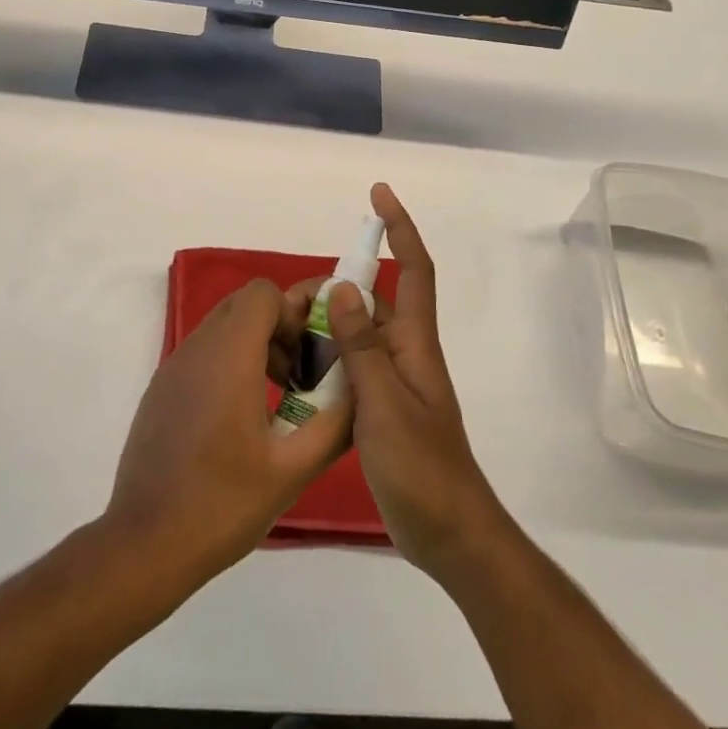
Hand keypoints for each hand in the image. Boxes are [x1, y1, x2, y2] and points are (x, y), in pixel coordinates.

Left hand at [104, 279, 351, 586]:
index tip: (311, 351)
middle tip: (300, 372)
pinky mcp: (161, 388)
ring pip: (222, 326)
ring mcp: (173, 366)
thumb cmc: (222, 504)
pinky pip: (203, 352)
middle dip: (278, 325)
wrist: (144, 543)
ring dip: (255, 344)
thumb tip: (361, 388)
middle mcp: (197, 347)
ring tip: (277, 397)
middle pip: (244, 303)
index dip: (293, 311)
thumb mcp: (293, 469)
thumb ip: (335, 422)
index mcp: (229, 355)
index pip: (263, 292)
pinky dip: (229, 362)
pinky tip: (240, 419)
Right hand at [327, 184, 503, 583]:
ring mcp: (391, 380)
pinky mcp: (378, 406)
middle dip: (332, 290)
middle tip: (288, 305)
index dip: (400, 228)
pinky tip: (291, 374)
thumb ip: (362, 347)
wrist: (448, 535)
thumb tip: (341, 287)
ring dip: (321, 329)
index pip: (415, 269)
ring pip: (352, 335)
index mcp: (415, 343)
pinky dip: (321, 361)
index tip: (379, 194)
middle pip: (369, 301)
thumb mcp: (385, 405)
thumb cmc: (423, 467)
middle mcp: (404, 351)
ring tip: (279, 337)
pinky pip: (346, 367)